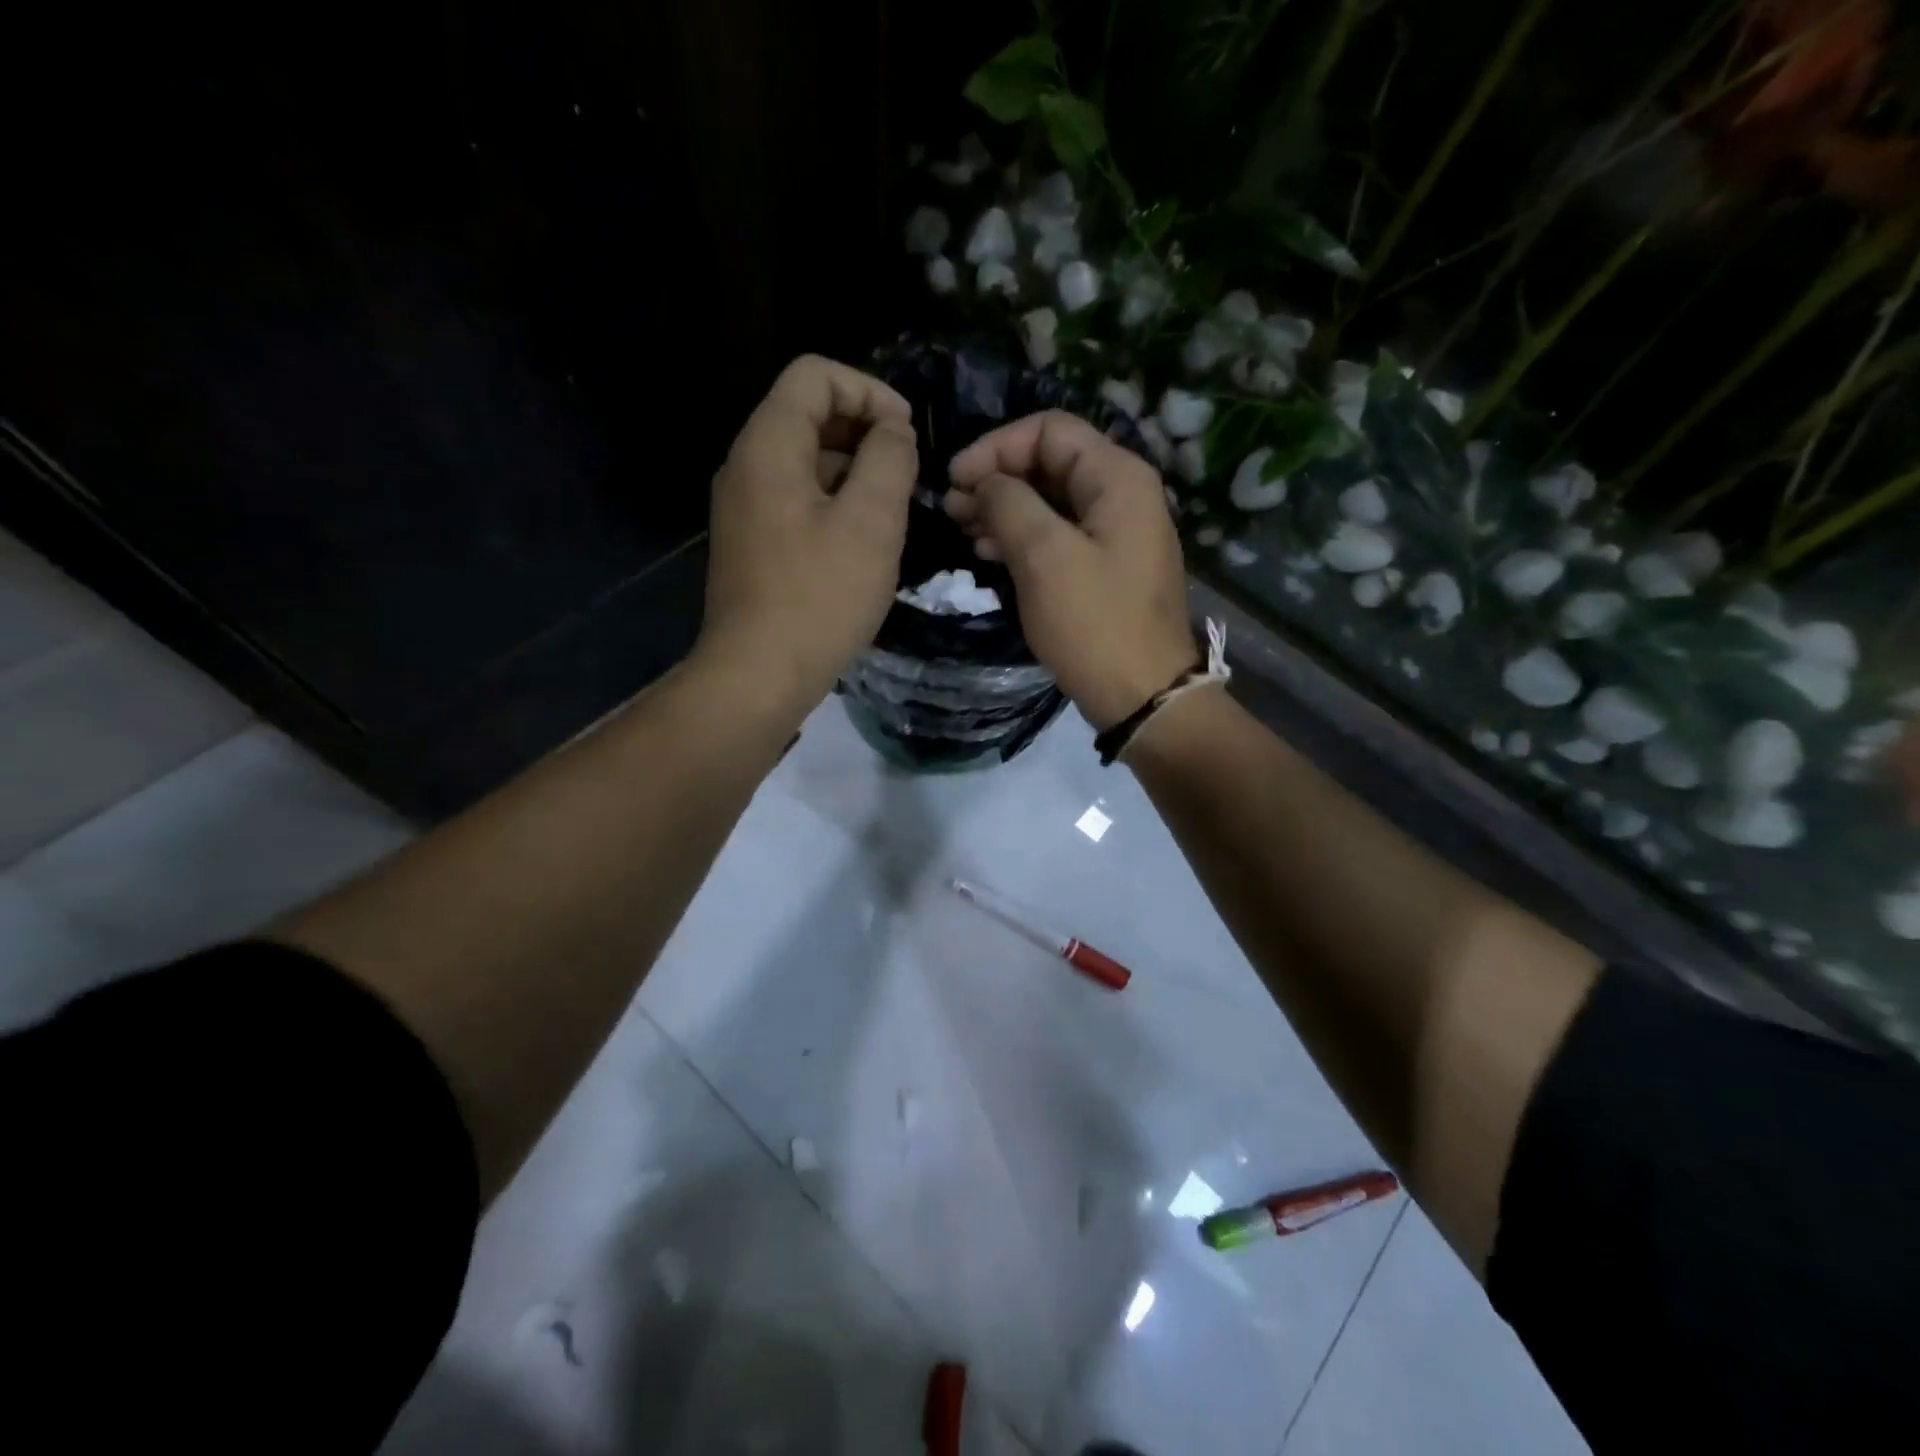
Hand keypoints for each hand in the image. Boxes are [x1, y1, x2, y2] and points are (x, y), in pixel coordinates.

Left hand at [700, 355, 918, 712]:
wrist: (757, 675)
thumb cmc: (819, 597)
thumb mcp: (870, 522)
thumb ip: (889, 459)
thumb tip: (893, 431)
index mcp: (768, 446)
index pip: (814, 375)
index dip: (869, 390)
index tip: (907, 434)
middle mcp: (746, 466)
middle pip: (808, 414)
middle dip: (865, 432)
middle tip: (907, 475)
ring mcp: (744, 508)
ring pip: (806, 462)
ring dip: (854, 472)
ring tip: (892, 512)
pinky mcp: (752, 543)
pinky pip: (797, 500)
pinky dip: (834, 504)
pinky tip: (863, 544)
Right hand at [946, 411, 1193, 731]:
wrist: (1142, 695)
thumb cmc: (1094, 622)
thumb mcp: (1044, 556)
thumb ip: (1009, 503)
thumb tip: (985, 483)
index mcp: (1117, 476)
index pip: (1049, 430)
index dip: (996, 446)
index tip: (956, 479)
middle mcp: (1122, 494)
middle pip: (1049, 463)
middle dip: (997, 479)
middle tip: (952, 509)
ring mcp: (1116, 533)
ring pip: (1051, 501)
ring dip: (1004, 510)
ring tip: (963, 531)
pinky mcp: (1105, 567)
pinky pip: (1059, 535)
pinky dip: (1023, 537)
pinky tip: (989, 554)